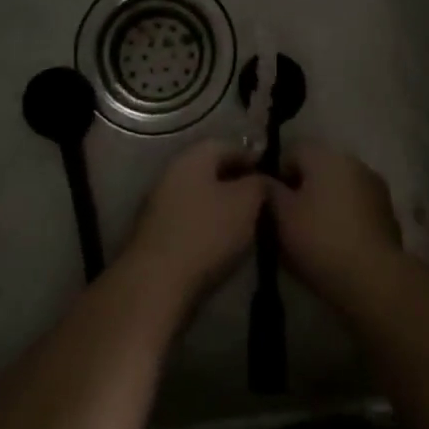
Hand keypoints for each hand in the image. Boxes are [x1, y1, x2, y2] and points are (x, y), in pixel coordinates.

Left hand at [122, 140, 266, 311]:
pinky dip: (207, 225)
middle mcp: (172, 172)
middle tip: (262, 201)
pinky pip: (189, 219)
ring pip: (200, 195)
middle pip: (211, 170)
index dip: (253, 157)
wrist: (157, 283)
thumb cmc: (206, 233)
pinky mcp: (155, 233)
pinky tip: (222, 243)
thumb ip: (260, 183)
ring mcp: (159, 203)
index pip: (228, 145)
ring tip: (247, 225)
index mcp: (193, 157)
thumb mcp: (247, 203)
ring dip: (222, 205)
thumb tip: (263, 178)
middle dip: (237, 182)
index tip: (273, 176)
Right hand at [268, 144, 402, 307]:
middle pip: (318, 168)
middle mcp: (353, 162)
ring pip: (339, 187)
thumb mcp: (281, 216)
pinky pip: (357, 207)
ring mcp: (375, 186)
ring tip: (313, 235)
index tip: (271, 204)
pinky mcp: (388, 212)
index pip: (292, 152)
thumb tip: (264, 180)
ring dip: (325, 203)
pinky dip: (345, 217)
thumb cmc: (320, 240)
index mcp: (326, 156)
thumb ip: (269, 191)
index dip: (277, 175)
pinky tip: (337, 244)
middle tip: (289, 221)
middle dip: (303, 189)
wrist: (374, 278)